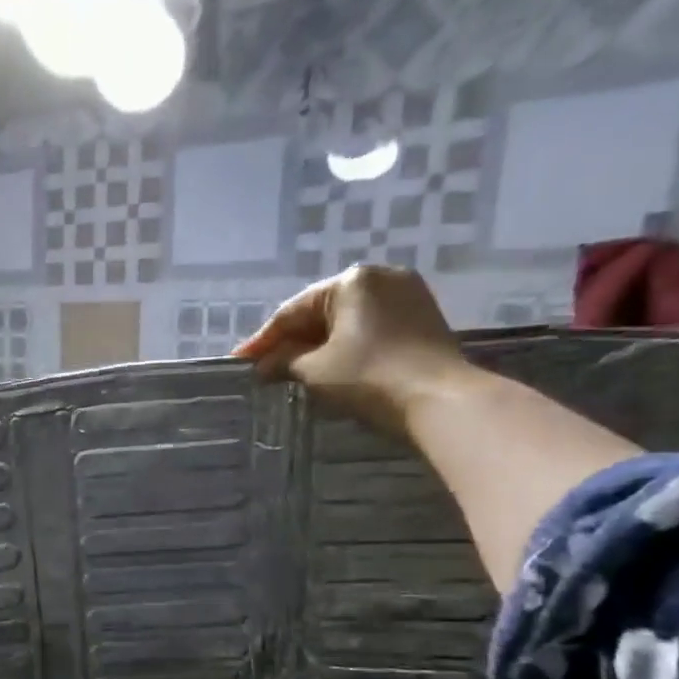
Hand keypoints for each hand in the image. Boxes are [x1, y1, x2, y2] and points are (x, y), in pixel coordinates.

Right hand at [234, 265, 469, 433]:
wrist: (439, 400)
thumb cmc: (368, 377)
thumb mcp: (315, 370)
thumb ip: (284, 362)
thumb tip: (264, 365)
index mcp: (352, 281)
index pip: (293, 311)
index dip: (263, 340)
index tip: (239, 360)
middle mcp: (381, 278)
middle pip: (322, 313)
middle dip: (292, 342)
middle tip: (264, 368)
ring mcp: (408, 298)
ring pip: (347, 323)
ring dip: (318, 347)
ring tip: (292, 371)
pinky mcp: (423, 321)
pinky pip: (371, 331)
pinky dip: (346, 348)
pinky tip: (329, 368)